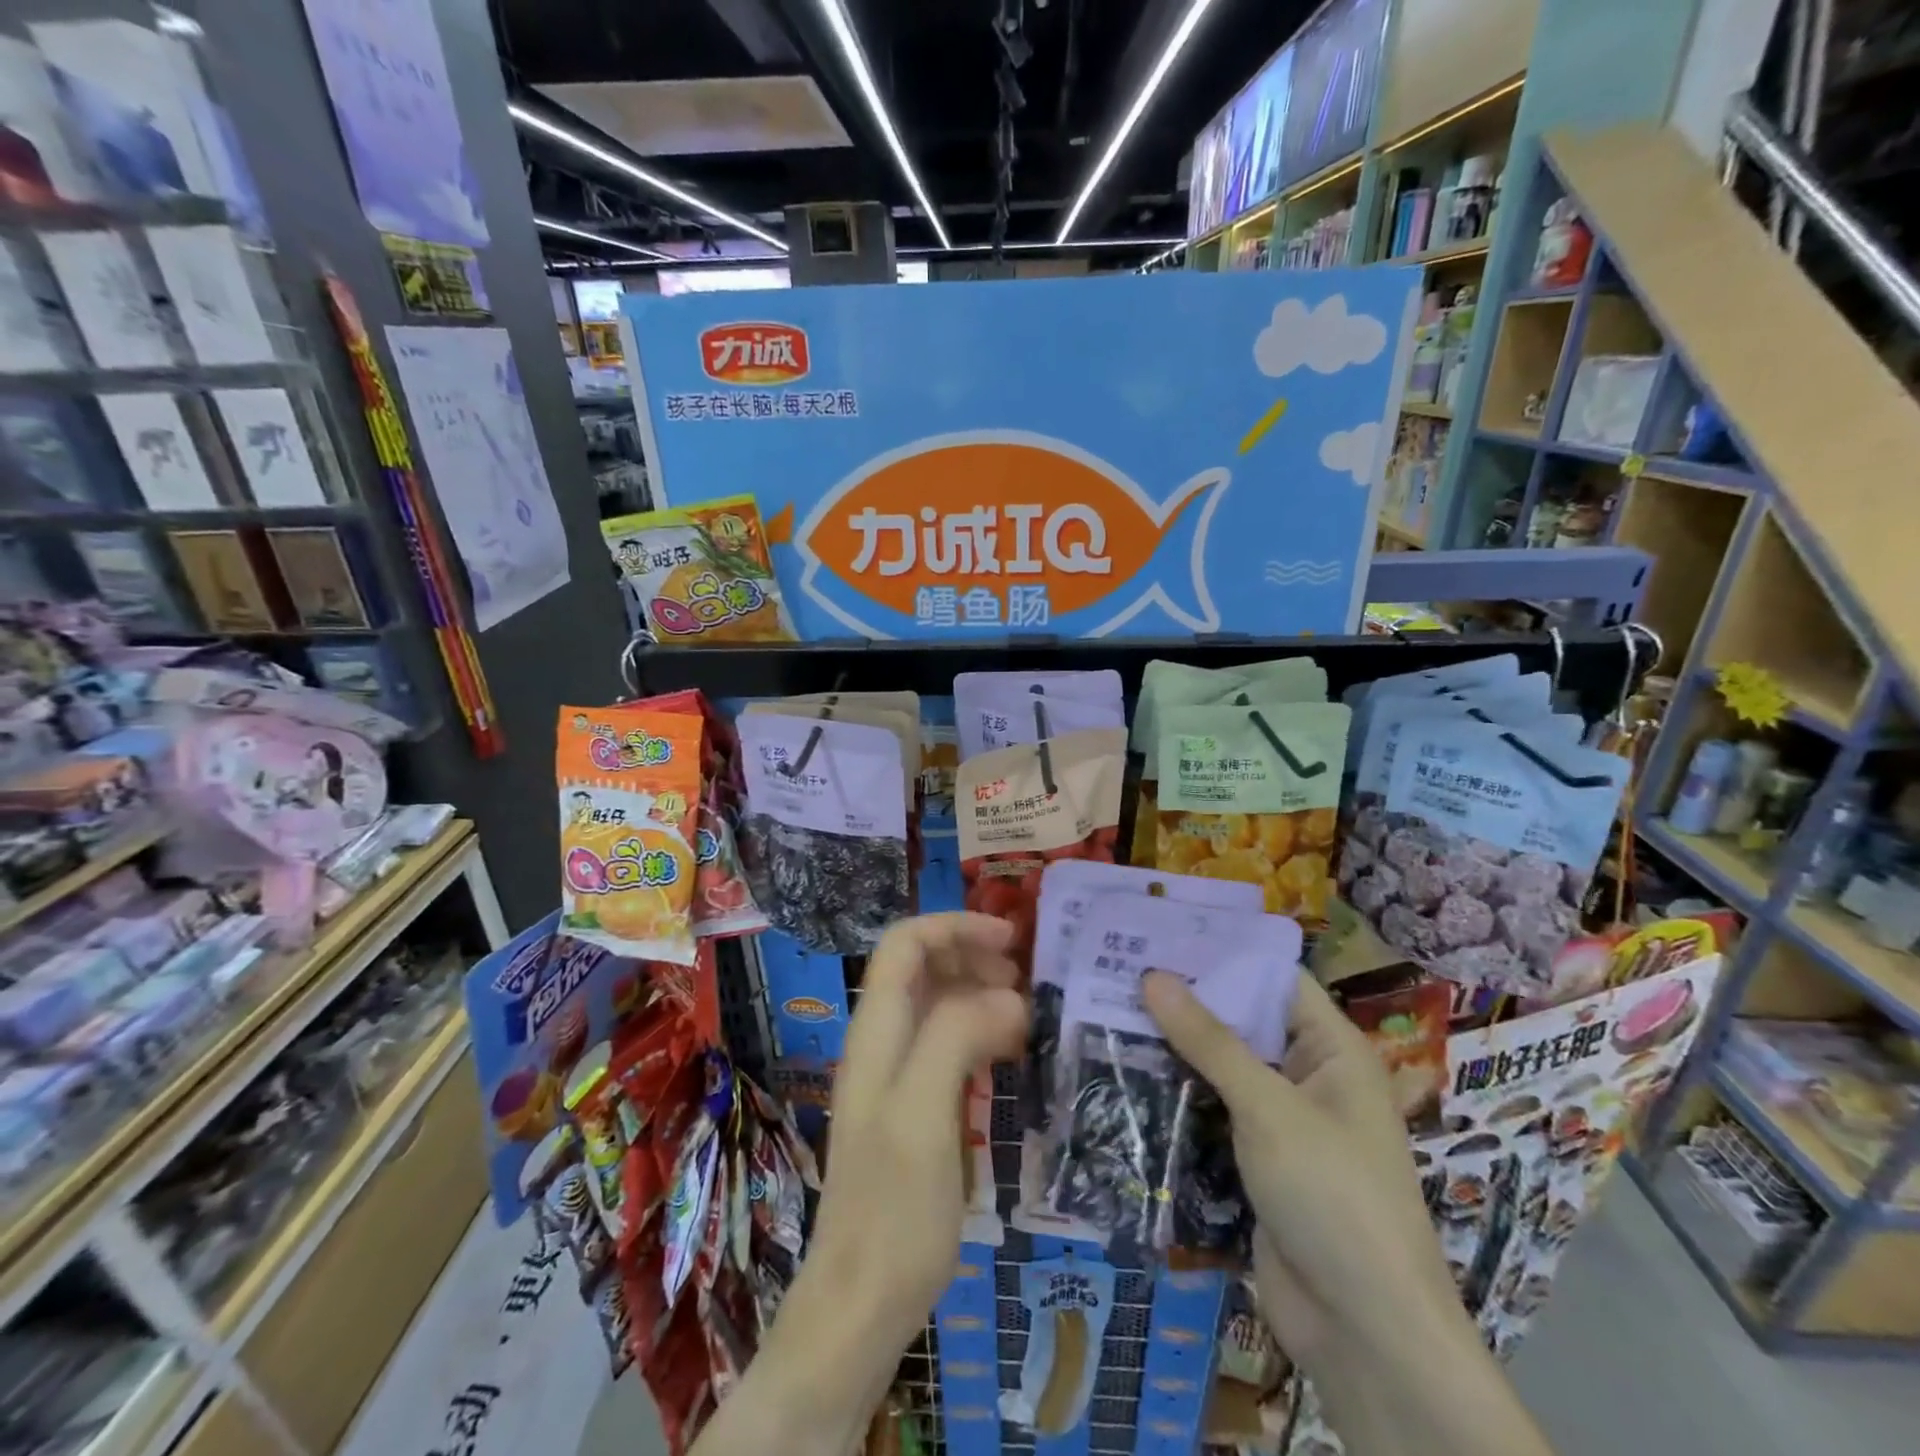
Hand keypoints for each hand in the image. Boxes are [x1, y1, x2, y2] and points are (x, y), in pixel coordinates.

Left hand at [808, 913, 1028, 1345]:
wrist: (862, 1305)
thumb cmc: (893, 1210)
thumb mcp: (923, 1115)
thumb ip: (956, 1038)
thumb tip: (1009, 996)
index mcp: (876, 1032)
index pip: (905, 943)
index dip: (954, 926)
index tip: (1011, 939)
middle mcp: (882, 1042)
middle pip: (922, 966)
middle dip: (973, 955)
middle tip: (1027, 979)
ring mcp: (897, 1076)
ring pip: (938, 1004)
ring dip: (980, 993)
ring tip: (1029, 1013)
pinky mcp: (915, 1108)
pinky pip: (949, 1046)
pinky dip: (981, 1033)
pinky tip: (1012, 1053)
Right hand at [1141, 972, 1455, 1366]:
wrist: (1365, 1335)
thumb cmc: (1333, 1197)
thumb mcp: (1268, 1108)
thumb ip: (1209, 1041)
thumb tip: (1152, 975)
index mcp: (1333, 1050)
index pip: (1273, 979)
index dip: (1221, 953)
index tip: (1160, 931)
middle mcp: (1309, 1076)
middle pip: (1242, 1021)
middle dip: (1186, 999)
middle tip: (1119, 966)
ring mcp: (1281, 1121)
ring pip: (1222, 1067)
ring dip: (1174, 1046)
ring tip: (1108, 1008)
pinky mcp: (1255, 1160)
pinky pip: (1212, 1110)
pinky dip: (1176, 1092)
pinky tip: (1124, 1070)